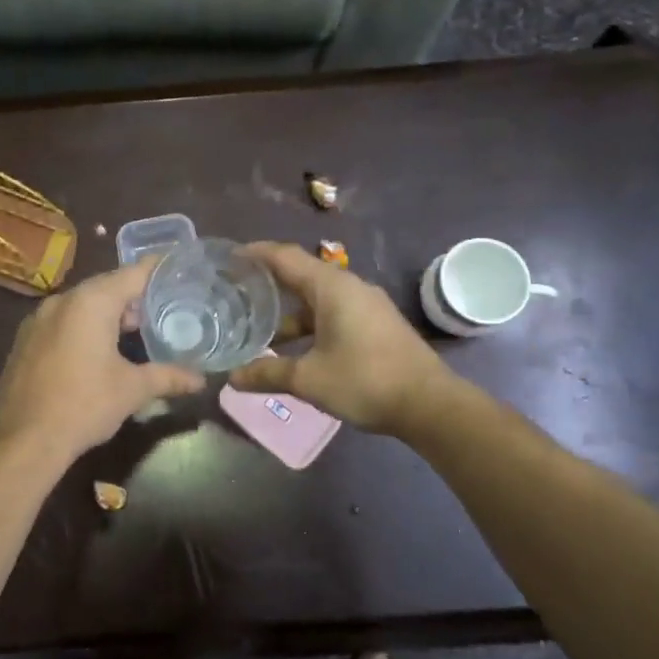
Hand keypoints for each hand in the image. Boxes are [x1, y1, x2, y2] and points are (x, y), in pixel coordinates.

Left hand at [0, 260, 204, 462]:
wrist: (22, 440)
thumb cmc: (83, 405)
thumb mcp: (132, 390)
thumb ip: (168, 377)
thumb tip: (200, 380)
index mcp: (91, 302)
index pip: (133, 273)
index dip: (159, 270)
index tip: (181, 269)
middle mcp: (62, 300)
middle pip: (107, 287)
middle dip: (136, 298)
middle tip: (166, 311)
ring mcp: (38, 319)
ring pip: (83, 305)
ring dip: (109, 315)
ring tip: (136, 334)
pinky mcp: (25, 340)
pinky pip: (63, 321)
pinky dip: (84, 327)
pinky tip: (98, 352)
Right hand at [228, 242, 451, 434]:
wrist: (430, 404)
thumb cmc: (365, 381)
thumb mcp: (309, 379)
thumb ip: (268, 373)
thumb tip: (231, 378)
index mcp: (331, 287)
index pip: (284, 257)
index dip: (255, 254)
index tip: (228, 257)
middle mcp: (349, 287)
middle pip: (300, 275)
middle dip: (268, 283)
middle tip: (235, 292)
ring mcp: (366, 305)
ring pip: (317, 299)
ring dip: (289, 312)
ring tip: (258, 328)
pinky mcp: (375, 324)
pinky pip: (333, 312)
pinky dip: (309, 322)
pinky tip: (294, 347)